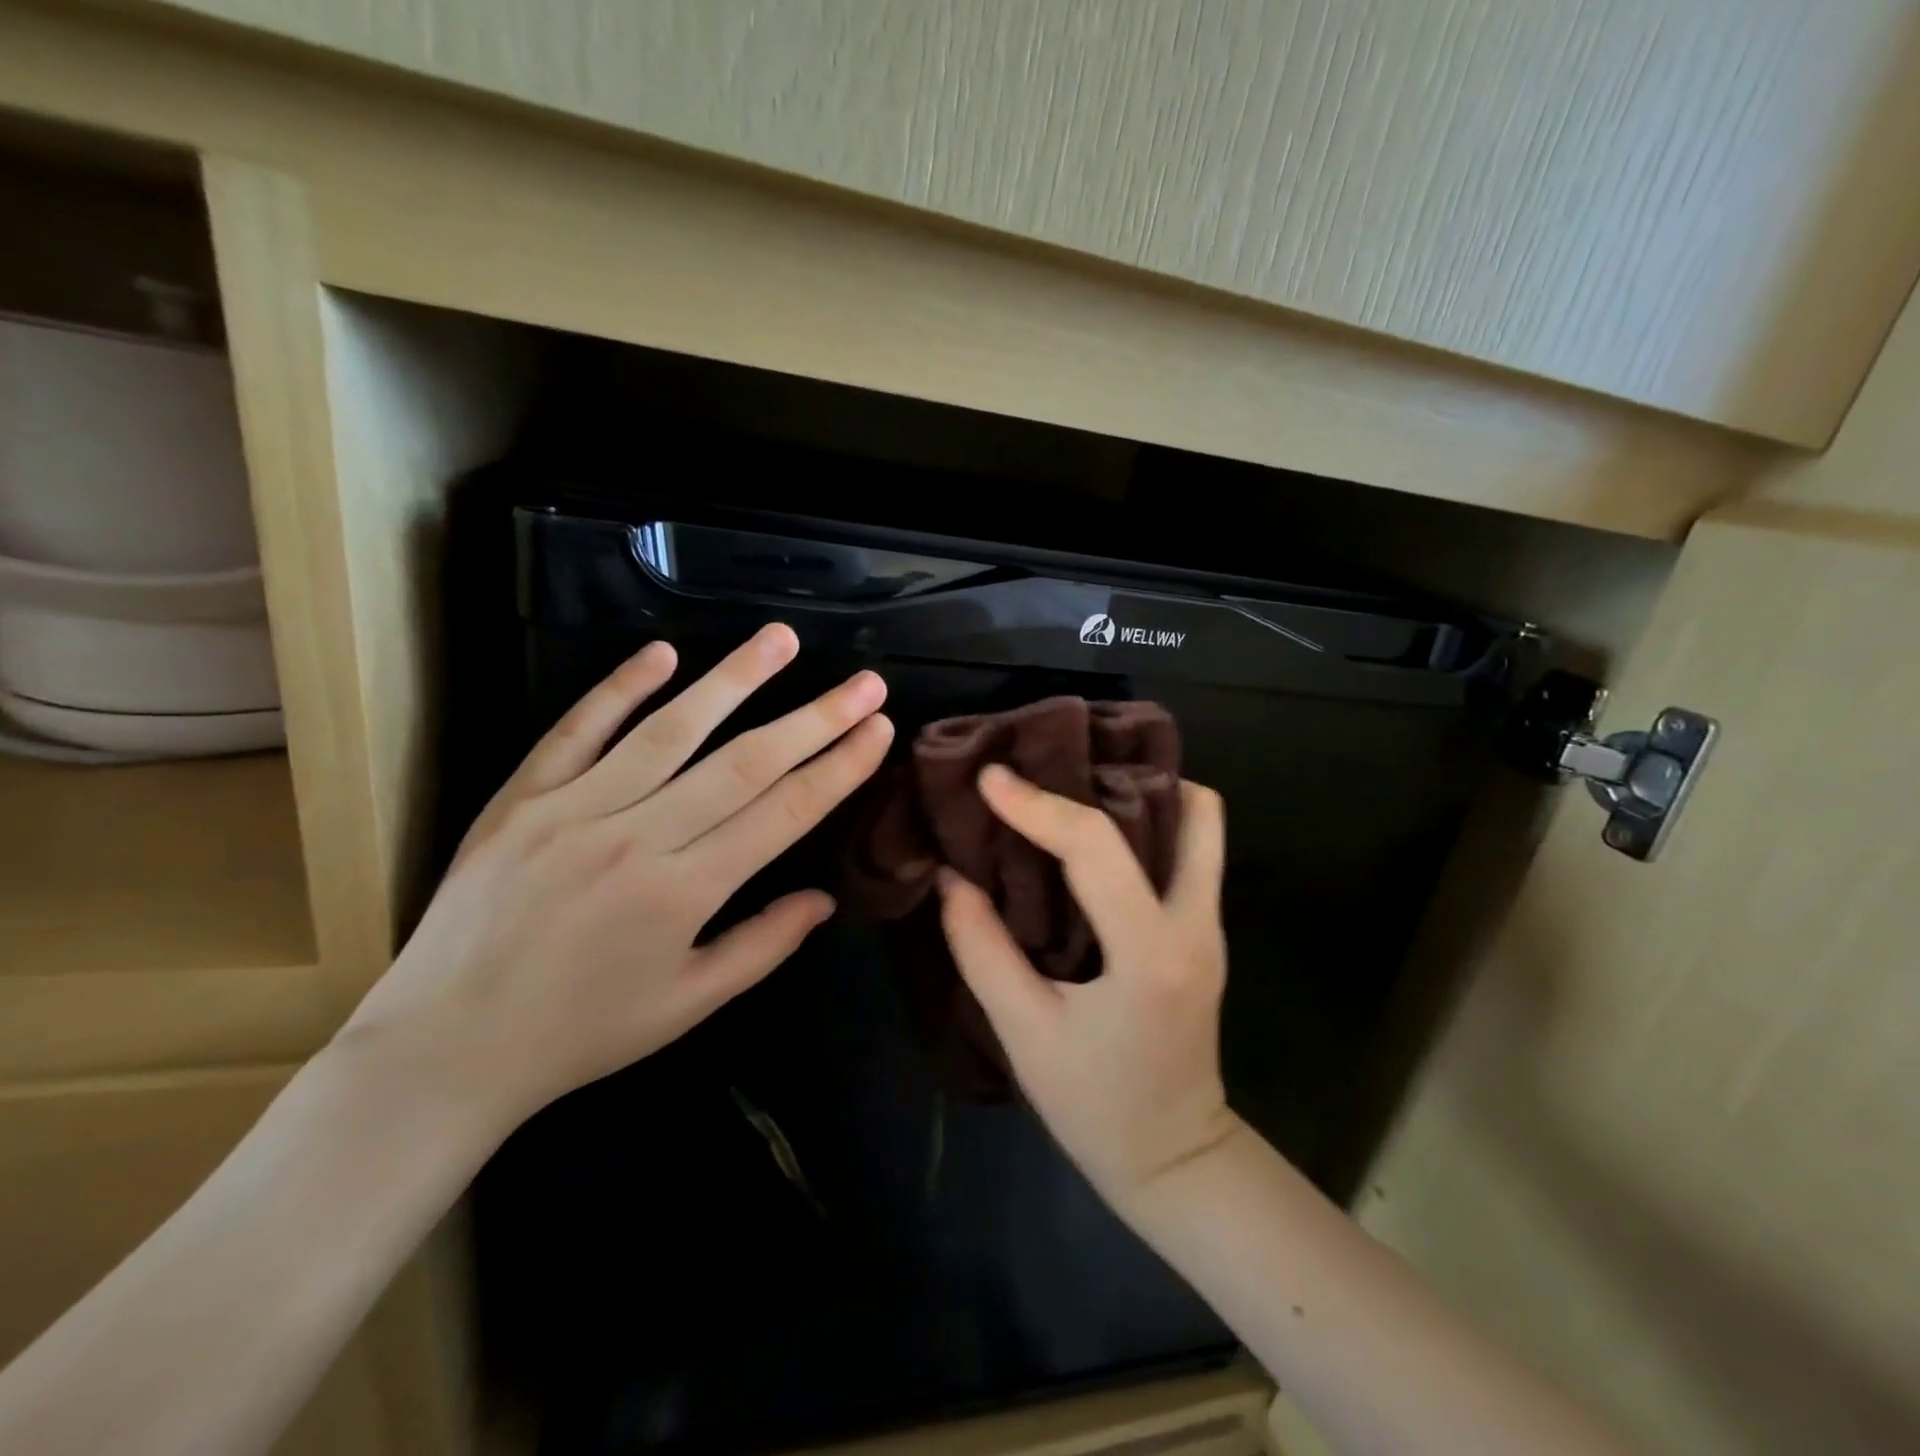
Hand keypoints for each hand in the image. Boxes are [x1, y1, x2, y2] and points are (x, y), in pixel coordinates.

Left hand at [334, 623, 892, 1137]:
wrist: (442, 1049)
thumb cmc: (581, 1033)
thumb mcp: (687, 1005)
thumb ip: (763, 945)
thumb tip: (825, 899)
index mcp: (684, 893)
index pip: (783, 813)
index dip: (838, 767)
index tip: (877, 728)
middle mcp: (637, 838)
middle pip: (744, 763)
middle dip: (815, 718)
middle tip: (864, 682)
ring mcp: (573, 809)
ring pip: (669, 730)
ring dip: (734, 680)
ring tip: (782, 639)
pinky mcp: (521, 798)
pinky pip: (578, 730)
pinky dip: (621, 688)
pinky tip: (664, 652)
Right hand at [938, 764, 1241, 1205]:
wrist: (1174, 1157)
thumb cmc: (1095, 1104)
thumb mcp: (1024, 1033)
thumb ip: (982, 948)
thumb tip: (951, 876)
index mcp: (1149, 953)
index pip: (1095, 847)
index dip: (1036, 805)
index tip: (990, 777)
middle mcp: (1195, 924)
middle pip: (1187, 810)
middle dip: (1114, 776)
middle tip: (1049, 764)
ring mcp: (1211, 925)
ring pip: (1201, 824)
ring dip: (1142, 792)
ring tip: (1074, 786)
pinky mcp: (1207, 930)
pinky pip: (1190, 850)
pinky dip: (1148, 821)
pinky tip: (1094, 833)